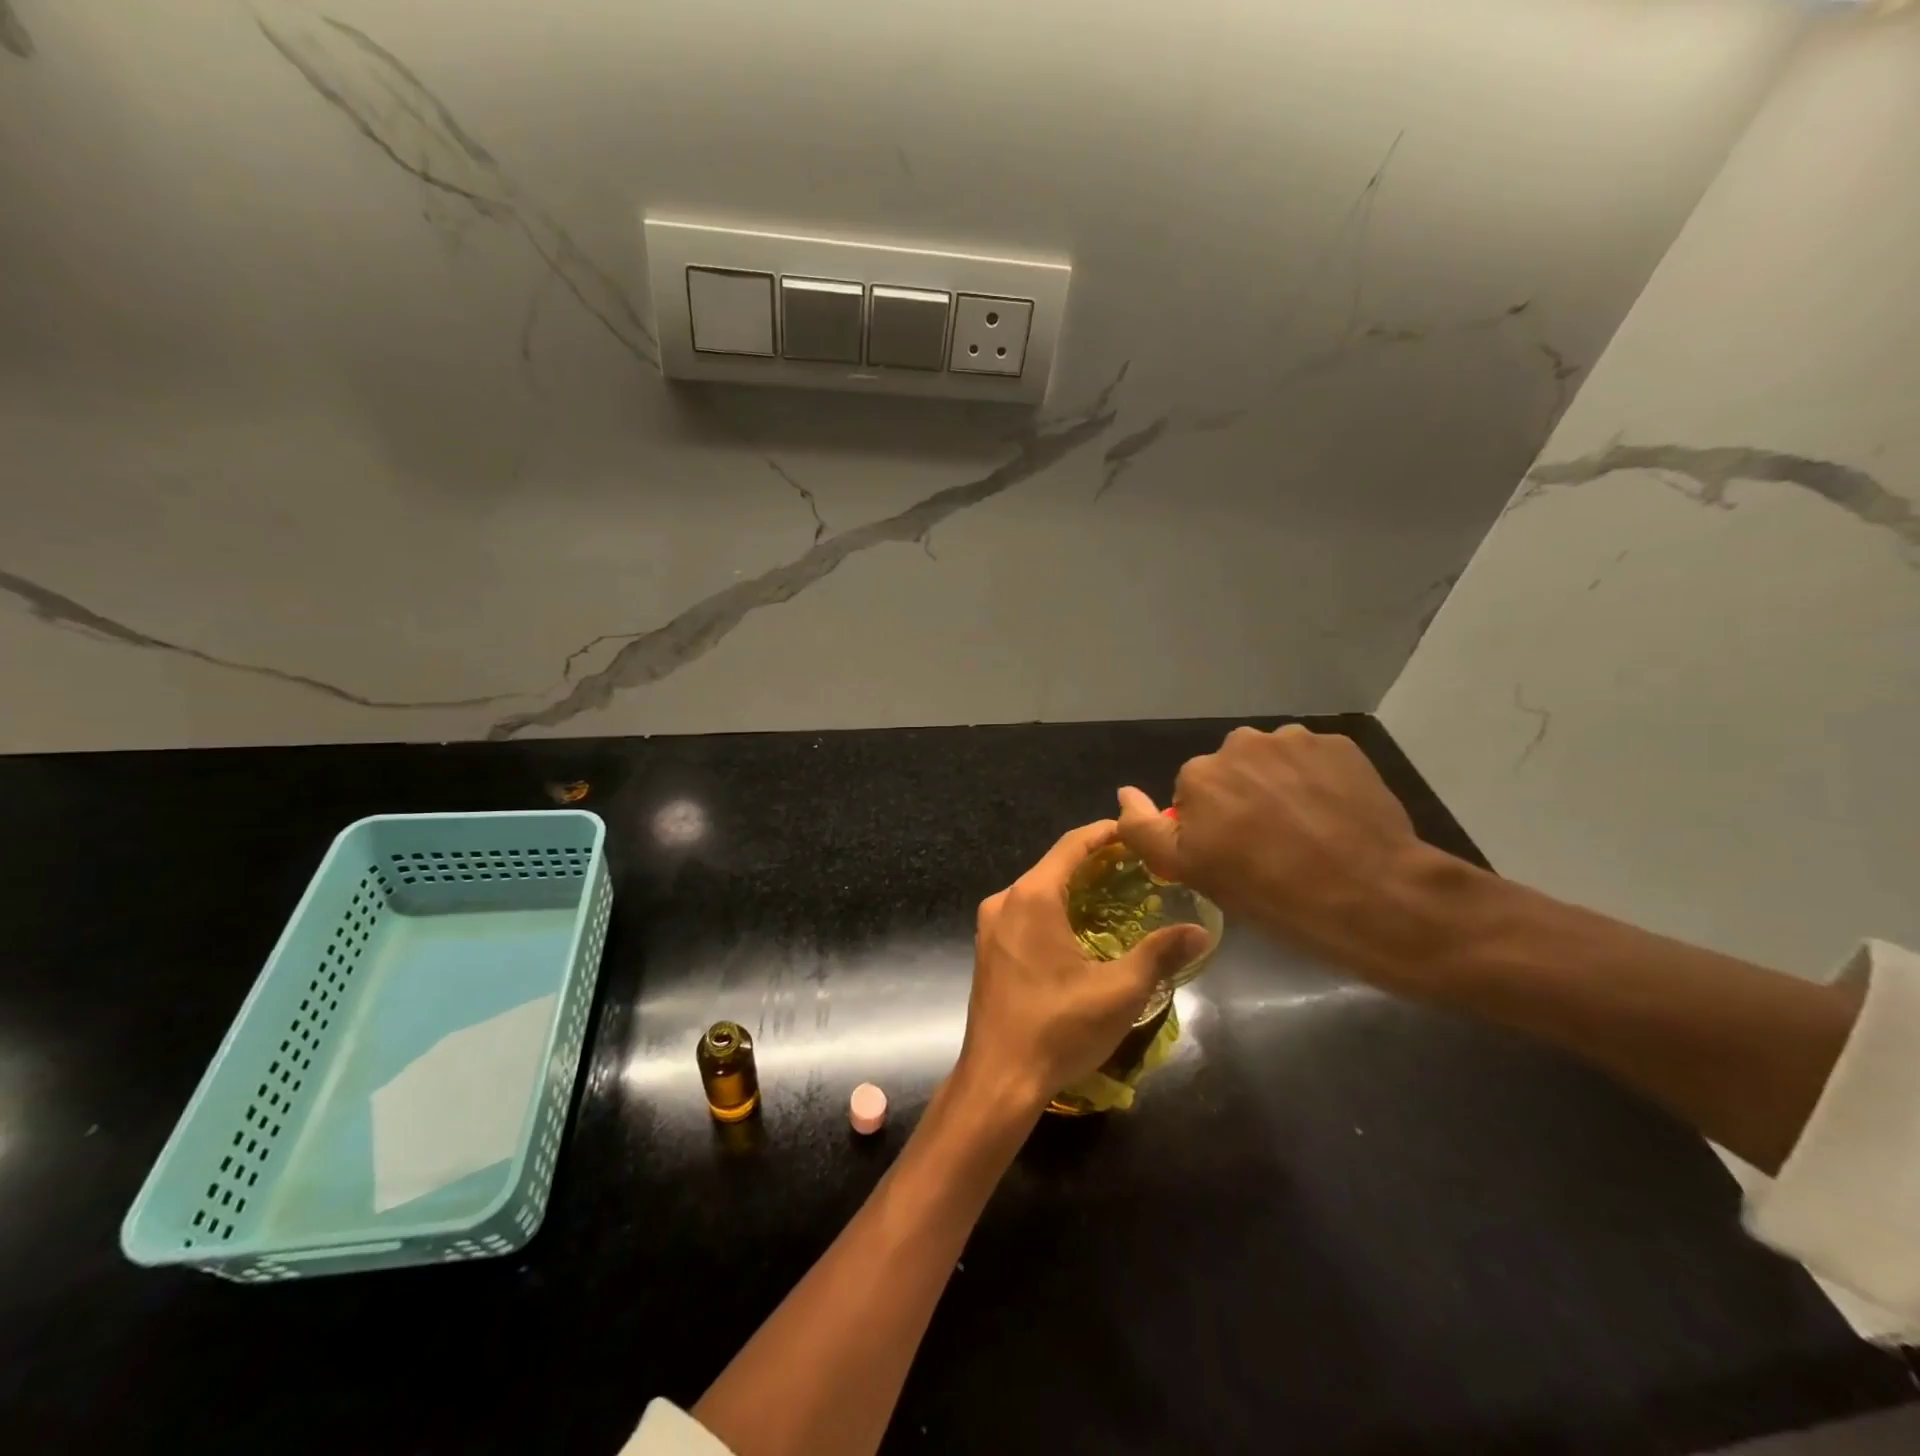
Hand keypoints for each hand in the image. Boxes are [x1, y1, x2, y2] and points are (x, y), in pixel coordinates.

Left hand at [957, 820, 1210, 1115]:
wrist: (997, 1079)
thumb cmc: (1058, 1029)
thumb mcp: (1118, 991)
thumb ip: (1159, 954)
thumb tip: (1201, 931)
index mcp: (1031, 897)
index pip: (1072, 845)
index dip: (1105, 833)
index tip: (1136, 832)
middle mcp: (1005, 901)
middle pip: (1053, 865)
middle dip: (1093, 861)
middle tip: (1137, 868)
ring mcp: (991, 925)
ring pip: (1037, 890)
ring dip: (1073, 887)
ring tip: (1116, 895)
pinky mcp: (988, 948)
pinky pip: (1025, 912)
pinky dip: (1054, 908)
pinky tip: (1081, 929)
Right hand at [1115, 726, 1431, 976]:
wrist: (1369, 892)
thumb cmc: (1268, 890)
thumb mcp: (1189, 871)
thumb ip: (1144, 829)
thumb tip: (1124, 793)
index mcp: (1200, 774)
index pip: (1194, 795)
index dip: (1211, 826)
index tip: (1234, 856)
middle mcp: (1241, 743)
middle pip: (1232, 772)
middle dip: (1243, 798)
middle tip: (1271, 845)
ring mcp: (1295, 740)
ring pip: (1274, 762)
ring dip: (1281, 786)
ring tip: (1309, 830)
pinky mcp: (1341, 745)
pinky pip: (1314, 760)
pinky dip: (1318, 781)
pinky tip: (1335, 816)